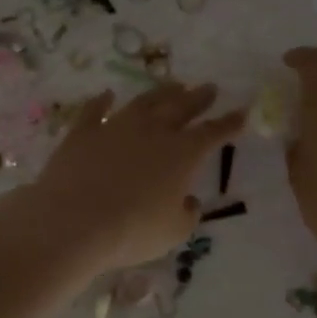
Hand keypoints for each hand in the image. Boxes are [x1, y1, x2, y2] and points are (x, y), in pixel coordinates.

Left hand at [14, 83, 243, 272]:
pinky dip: (102, 101)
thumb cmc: (132, 230)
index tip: (241, 112)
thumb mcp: (173, 232)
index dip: (229, 123)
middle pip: (181, 107)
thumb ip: (186, 214)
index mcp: (182, 154)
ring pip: (144, 102)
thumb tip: (188, 201)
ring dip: (161, 92)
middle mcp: (153, 131)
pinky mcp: (83, 132)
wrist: (74, 221)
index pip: (213, 133)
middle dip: (198, 97)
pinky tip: (107, 95)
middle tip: (209, 87)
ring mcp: (116, 127)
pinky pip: (95, 110)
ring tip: (173, 85)